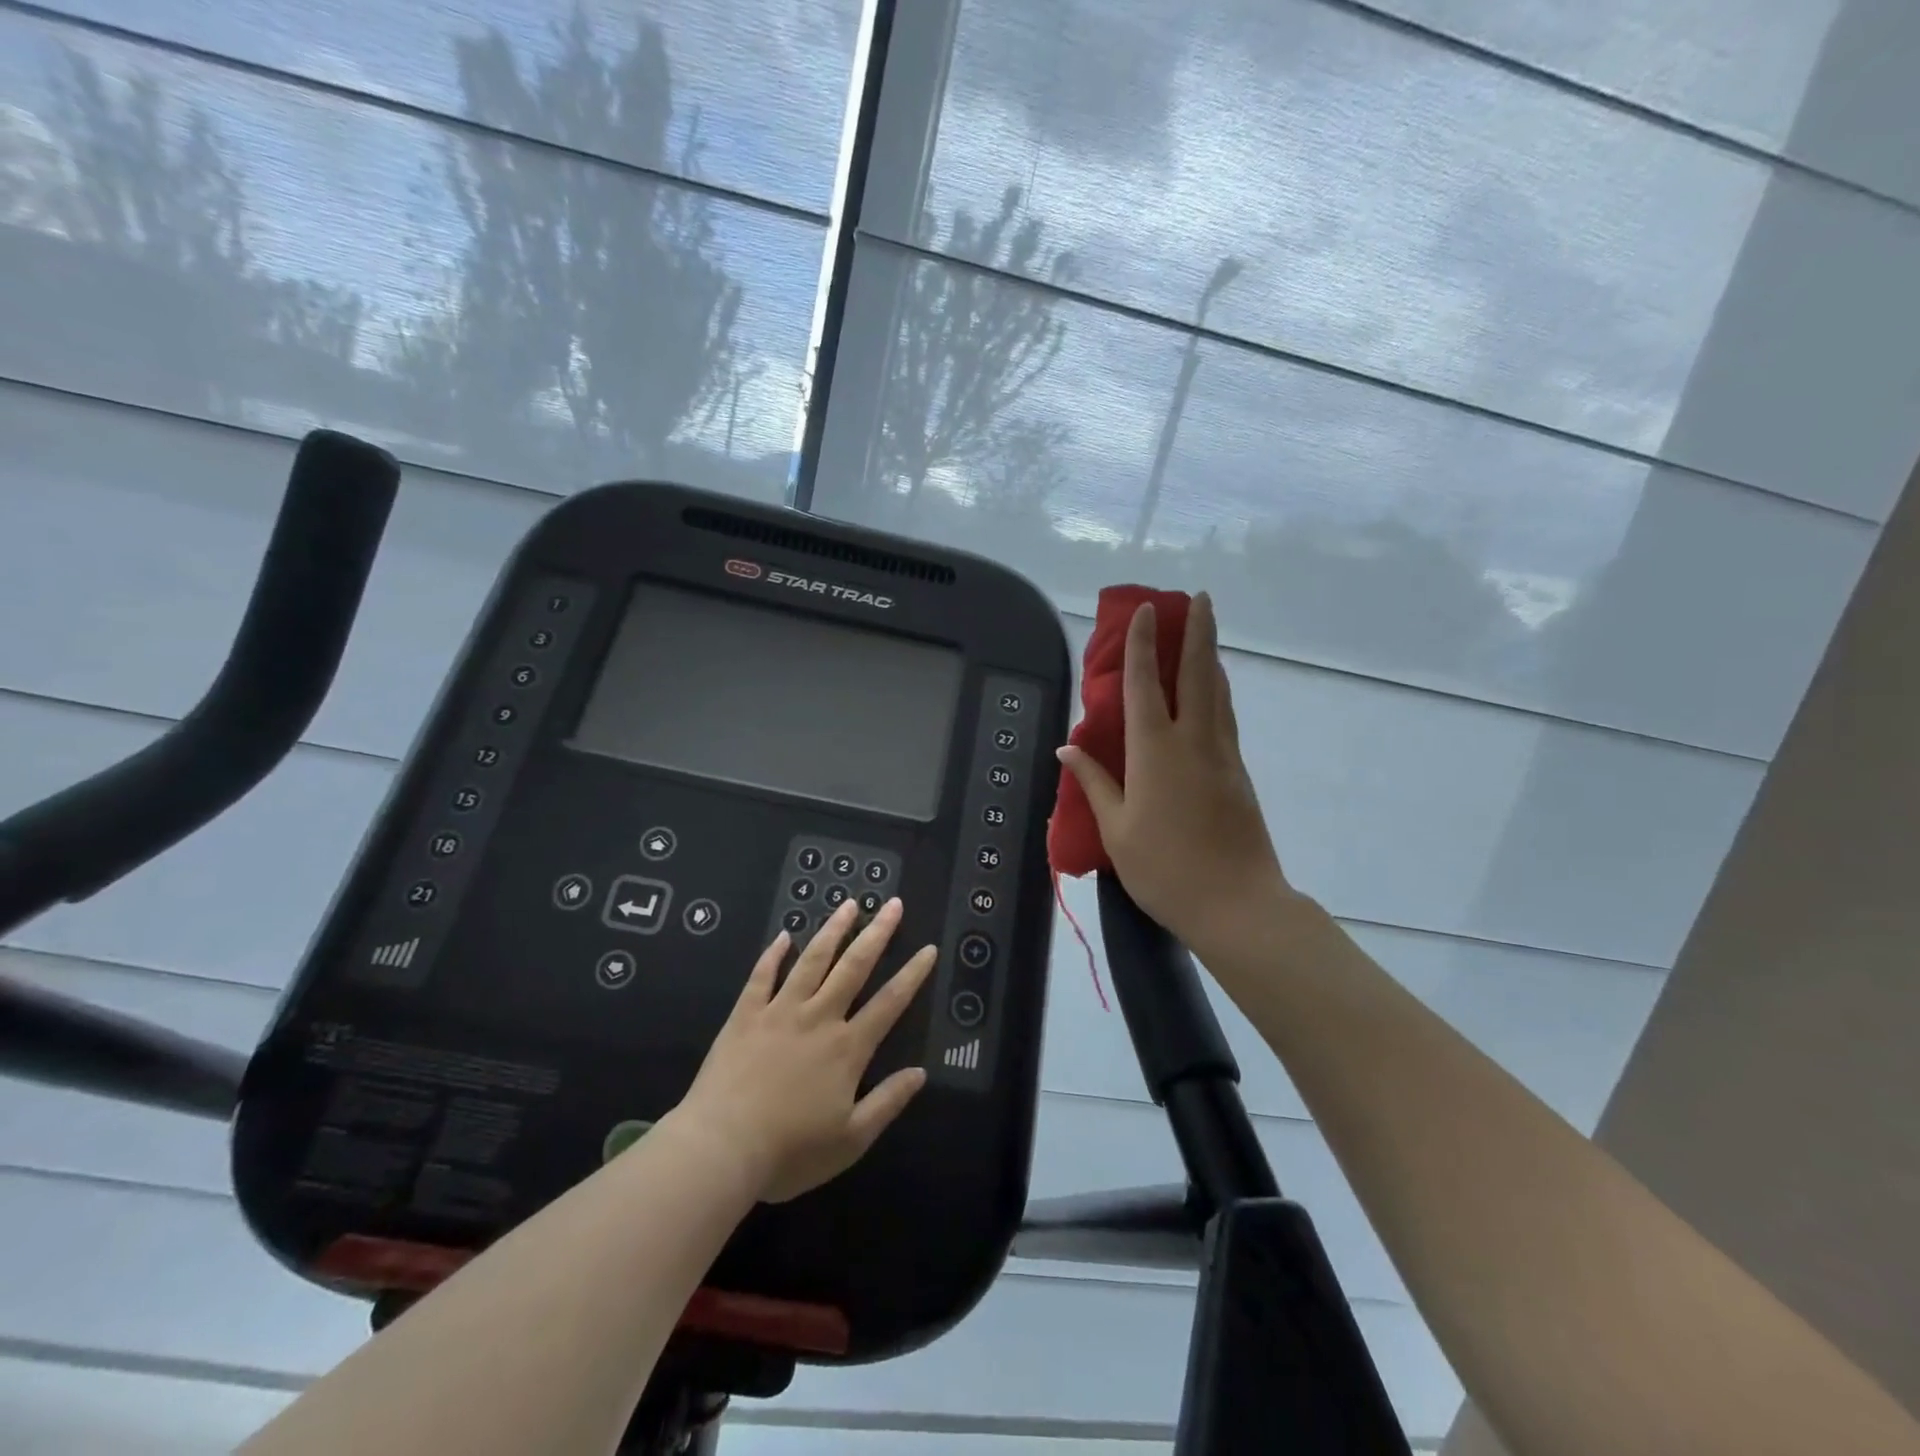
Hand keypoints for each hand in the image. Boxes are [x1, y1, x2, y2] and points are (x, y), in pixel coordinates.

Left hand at [675, 898, 933, 1204]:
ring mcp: (780, 1012)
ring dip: (833, 930)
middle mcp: (818, 1018)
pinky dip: (773, 954)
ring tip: (849, 904)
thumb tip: (921, 1073)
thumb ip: (888, 1103)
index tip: (928, 948)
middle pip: (854, 967)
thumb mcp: (850, 1140)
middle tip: (893, 904)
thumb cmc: (790, 1151)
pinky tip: (783, 935)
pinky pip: (762, 976)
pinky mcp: (745, 1016)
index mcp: (847, 1048)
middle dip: (877, 934)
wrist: (721, 1148)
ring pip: (812, 960)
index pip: (889, 1003)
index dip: (912, 975)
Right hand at [1057, 592, 1293, 955]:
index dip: (1145, 644)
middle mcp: (1193, 741)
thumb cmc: (1165, 869)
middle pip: (1198, 674)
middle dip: (1198, 631)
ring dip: (1211, 657)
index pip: (1147, 684)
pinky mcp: (1238, 773)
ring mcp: (1221, 755)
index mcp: (1155, 751)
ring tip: (1207, 633)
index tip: (1149, 610)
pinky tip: (1213, 692)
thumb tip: (1066, 749)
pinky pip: (1224, 717)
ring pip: (1218, 693)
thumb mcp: (1116, 830)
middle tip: (1200, 598)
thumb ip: (1094, 783)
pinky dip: (1217, 691)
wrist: (1236, 904)